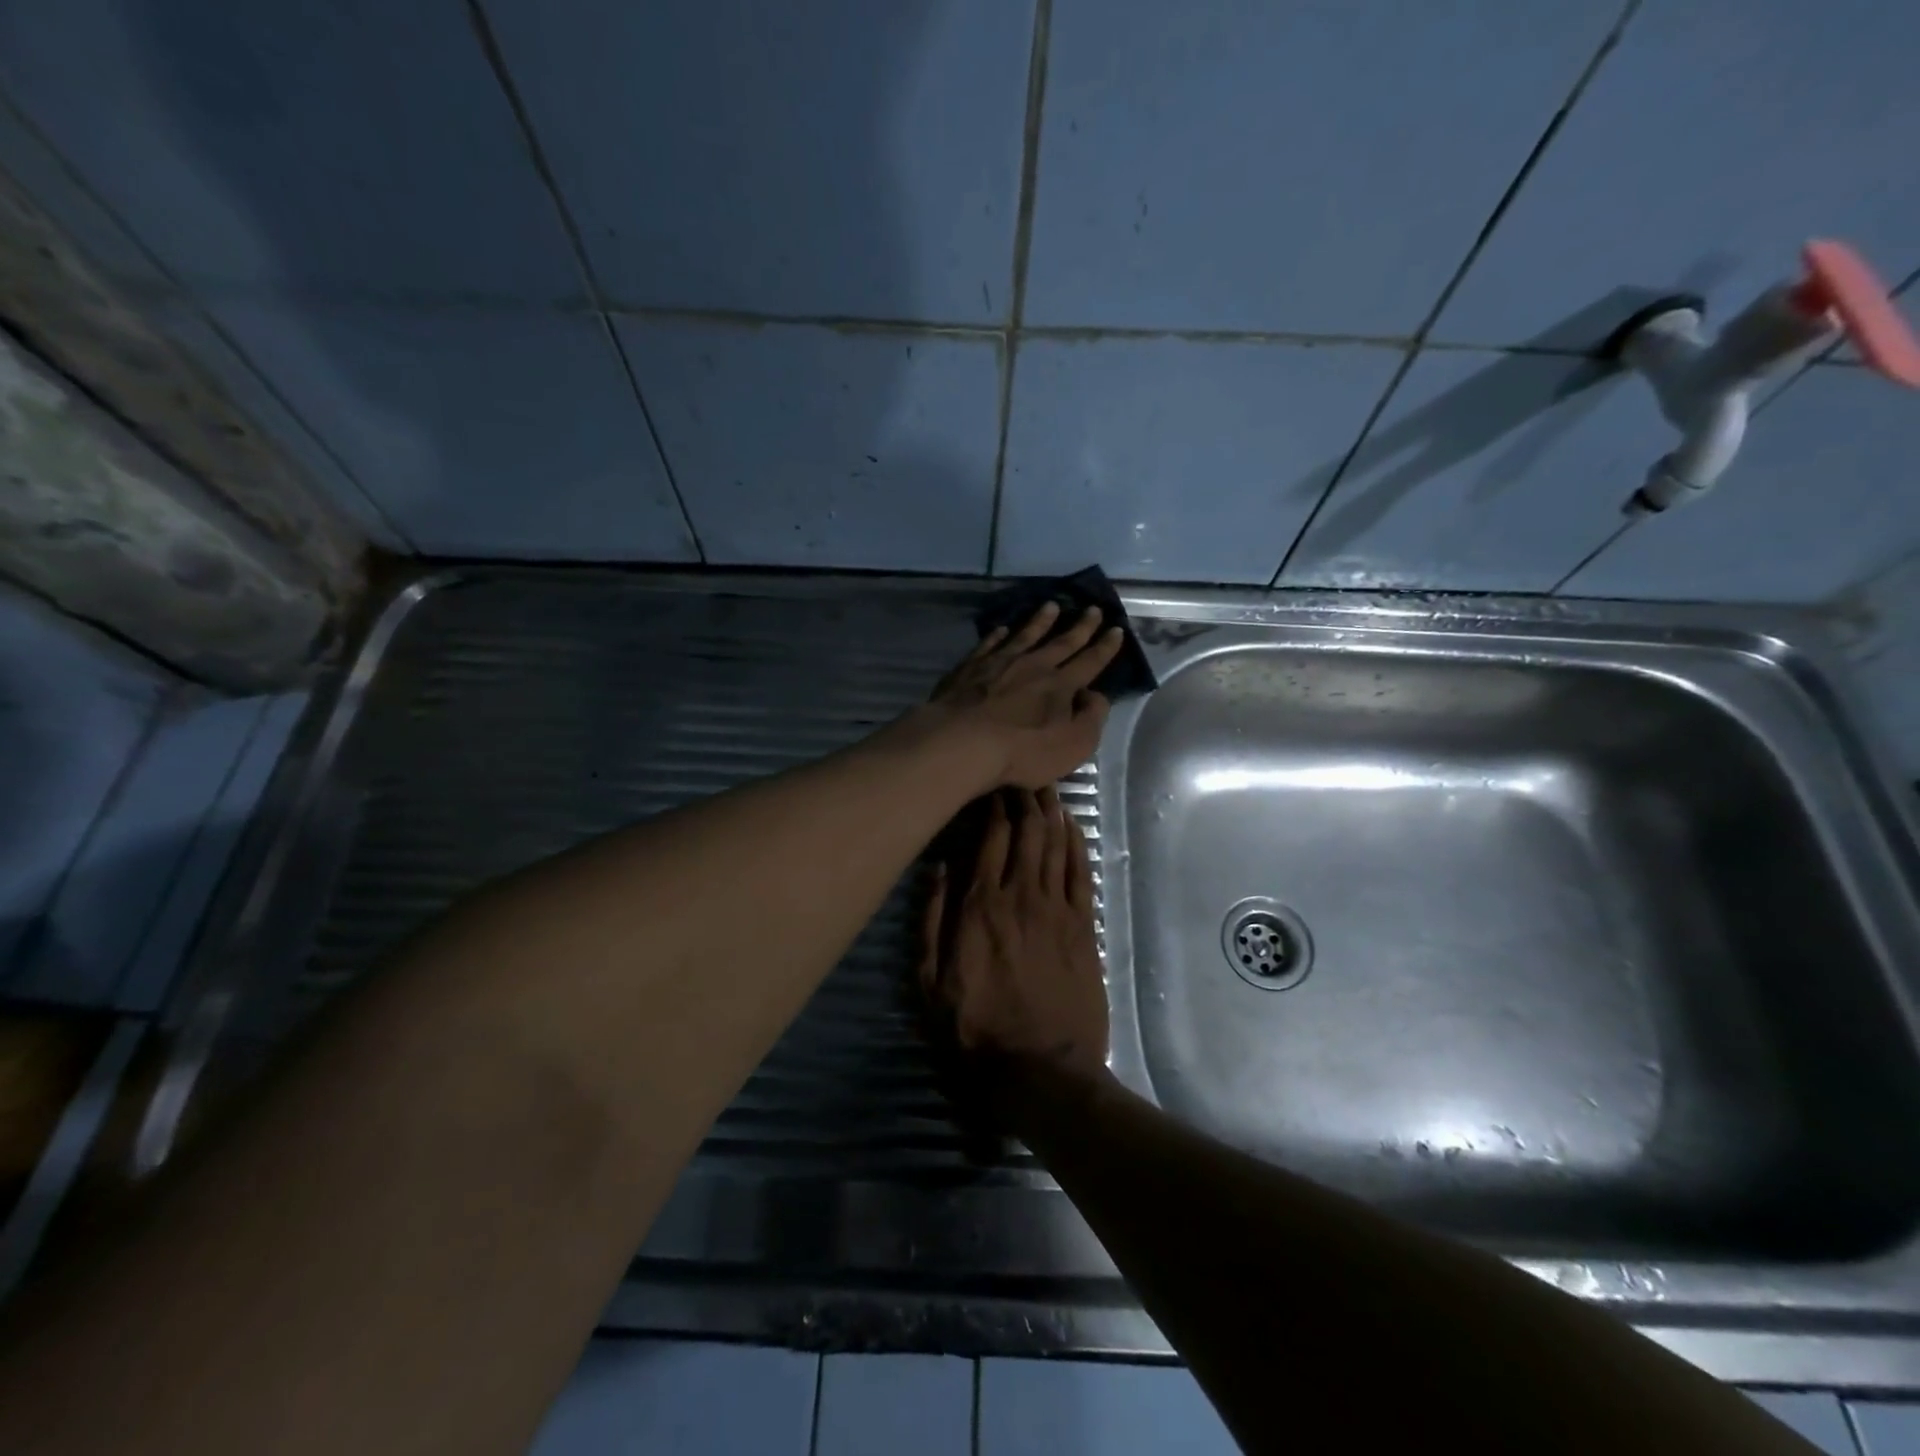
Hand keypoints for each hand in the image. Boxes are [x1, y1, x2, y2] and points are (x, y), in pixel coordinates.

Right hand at [919, 788, 1109, 1082]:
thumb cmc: (975, 1030)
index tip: (990, 785)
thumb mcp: (930, 982)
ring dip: (1050, 811)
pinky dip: (1076, 843)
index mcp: (979, 907)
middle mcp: (1020, 896)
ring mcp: (1057, 910)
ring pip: (1055, 844)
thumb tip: (937, 867)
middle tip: (1019, 775)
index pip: (989, 839)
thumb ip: (931, 921)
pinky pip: (1081, 873)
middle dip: (1023, 797)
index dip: (992, 806)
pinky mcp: (1084, 927)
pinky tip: (1070, 824)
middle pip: (1026, 832)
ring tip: (1044, 785)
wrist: (1041, 1071)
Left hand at [924, 604, 1123, 789]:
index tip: (1116, 629)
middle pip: (1061, 643)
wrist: (963, 742)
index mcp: (1061, 685)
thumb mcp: (1074, 744)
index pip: (1090, 662)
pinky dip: (997, 636)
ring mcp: (999, 663)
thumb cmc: (1023, 751)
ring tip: (1051, 606)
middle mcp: (1033, 666)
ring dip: (1040, 621)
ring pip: (1025, 636)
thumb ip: (1091, 718)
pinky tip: (1001, 629)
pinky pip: (988, 645)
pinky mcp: (969, 669)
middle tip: (1092, 608)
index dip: (1105, 647)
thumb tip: (1095, 695)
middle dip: (1080, 627)